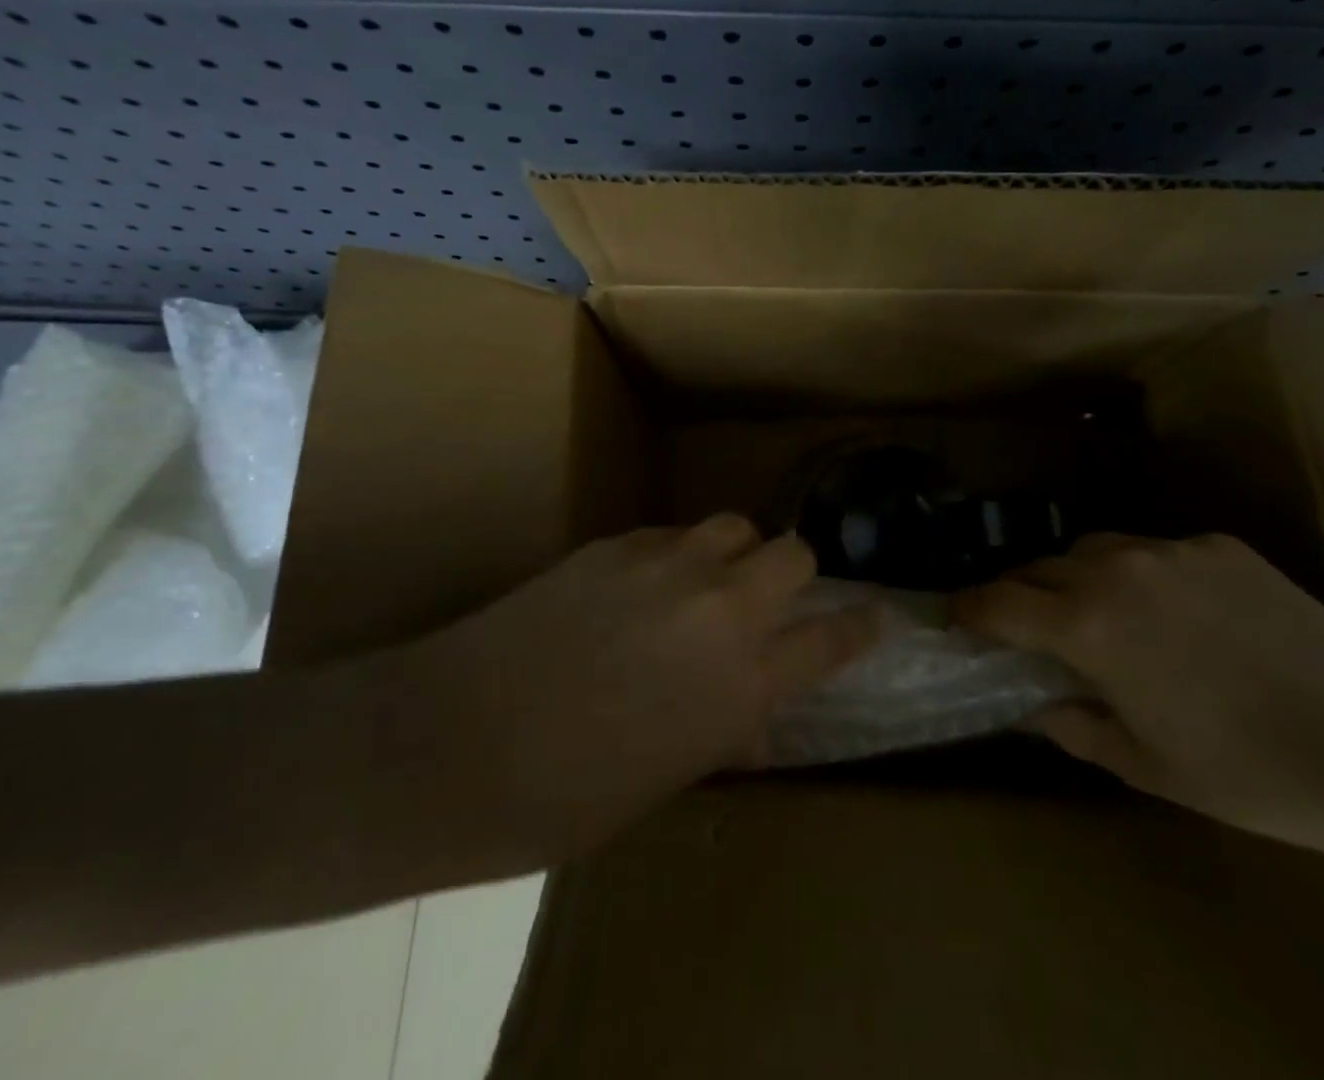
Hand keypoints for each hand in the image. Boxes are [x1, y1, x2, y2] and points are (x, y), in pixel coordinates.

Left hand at [383, 515, 880, 867]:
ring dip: (735, 552)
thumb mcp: (667, 778)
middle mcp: (721, 610)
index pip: (833, 639)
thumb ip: (724, 727)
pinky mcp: (617, 543)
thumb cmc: (563, 797)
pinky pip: (672, 535)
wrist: (453, 743)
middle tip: (767, 601)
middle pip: (796, 554)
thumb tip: (752, 710)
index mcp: (743, 684)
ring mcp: (669, 566)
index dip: (858, 626)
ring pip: (735, 526)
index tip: (871, 617)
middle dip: (794, 575)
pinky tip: (640, 587)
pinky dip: (675, 556)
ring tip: (706, 582)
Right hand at [953, 533, 1323, 850]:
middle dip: (1019, 593)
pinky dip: (1142, 575)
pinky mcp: (1219, 545)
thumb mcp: (1145, 766)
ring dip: (1076, 577)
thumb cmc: (1250, 773)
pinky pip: (1156, 551)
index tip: (954, 619)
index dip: (967, 609)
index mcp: (1088, 625)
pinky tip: (1179, 614)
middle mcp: (1116, 570)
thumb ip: (1073, 726)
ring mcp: (1171, 550)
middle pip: (1038, 565)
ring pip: (1094, 549)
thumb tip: (1035, 703)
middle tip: (1026, 626)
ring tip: (1099, 614)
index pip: (998, 601)